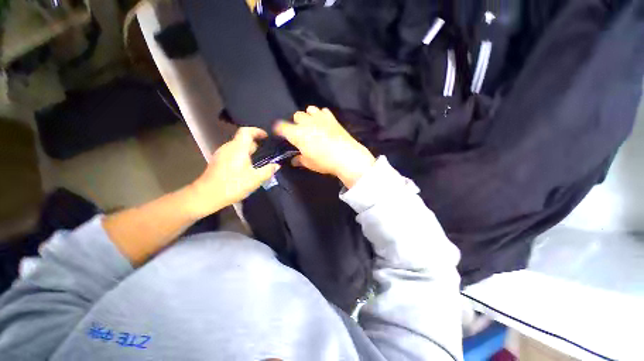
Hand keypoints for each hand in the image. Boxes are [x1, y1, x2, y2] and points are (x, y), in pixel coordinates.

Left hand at [189, 127, 279, 216]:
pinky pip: (232, 153)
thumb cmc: (233, 185)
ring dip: (247, 151)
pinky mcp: (217, 161)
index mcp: (238, 148)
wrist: (206, 196)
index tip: (265, 136)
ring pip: (237, 147)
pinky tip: (245, 168)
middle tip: (264, 152)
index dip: (257, 131)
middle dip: (254, 143)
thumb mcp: (255, 179)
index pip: (246, 131)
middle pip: (242, 139)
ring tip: (256, 161)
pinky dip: (240, 156)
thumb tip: (276, 165)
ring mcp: (221, 154)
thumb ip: (268, 171)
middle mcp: (228, 148)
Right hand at [274, 106, 374, 187]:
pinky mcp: (331, 118)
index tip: (280, 133)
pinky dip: (321, 115)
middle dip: (297, 122)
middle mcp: (306, 123)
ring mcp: (320, 118)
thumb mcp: (309, 163)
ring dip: (308, 116)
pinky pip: (323, 110)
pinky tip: (324, 123)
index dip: (279, 129)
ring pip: (309, 110)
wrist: (346, 156)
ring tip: (312, 125)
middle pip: (297, 115)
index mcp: (297, 134)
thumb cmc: (324, 161)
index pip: (281, 127)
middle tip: (301, 133)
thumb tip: (294, 160)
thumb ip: (300, 159)